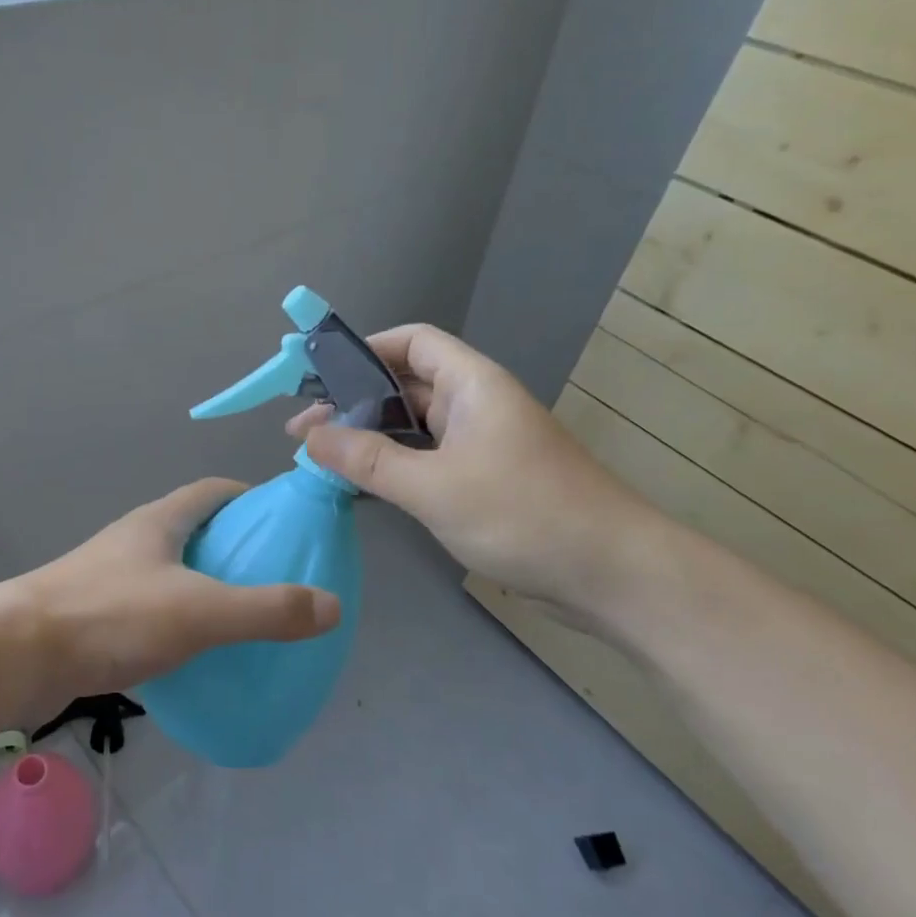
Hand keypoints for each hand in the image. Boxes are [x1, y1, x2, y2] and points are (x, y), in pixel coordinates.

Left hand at [16, 480, 340, 716]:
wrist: (17, 655)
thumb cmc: (111, 616)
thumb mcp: (199, 611)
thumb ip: (266, 610)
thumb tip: (332, 606)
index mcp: (160, 521)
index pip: (212, 491)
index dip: (248, 497)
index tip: (281, 520)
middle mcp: (135, 540)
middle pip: (193, 529)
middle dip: (232, 546)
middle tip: (272, 576)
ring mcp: (111, 577)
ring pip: (171, 571)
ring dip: (204, 586)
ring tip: (242, 618)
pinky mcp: (96, 616)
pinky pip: (151, 609)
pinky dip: (179, 621)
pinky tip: (195, 655)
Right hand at [289, 325, 662, 633]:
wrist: (612, 575)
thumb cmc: (522, 514)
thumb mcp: (433, 487)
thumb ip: (369, 460)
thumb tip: (310, 437)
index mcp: (472, 384)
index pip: (413, 341)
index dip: (366, 349)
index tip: (320, 377)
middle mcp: (477, 404)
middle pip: (407, 384)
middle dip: (355, 402)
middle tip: (303, 432)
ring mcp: (483, 443)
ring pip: (415, 426)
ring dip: (371, 438)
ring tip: (322, 458)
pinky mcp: (486, 480)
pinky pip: (428, 459)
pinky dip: (394, 466)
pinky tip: (363, 485)